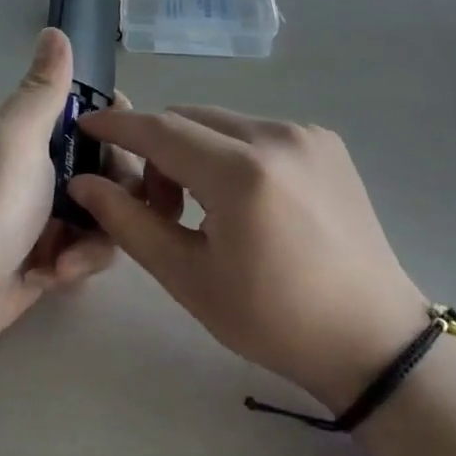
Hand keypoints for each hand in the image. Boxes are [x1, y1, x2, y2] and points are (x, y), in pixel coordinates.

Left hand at [0, 28, 157, 365]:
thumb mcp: (14, 139)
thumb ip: (43, 90)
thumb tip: (55, 31)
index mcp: (28, 129)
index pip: (89, 111)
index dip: (116, 125)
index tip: (127, 142)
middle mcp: (41, 165)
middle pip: (110, 161)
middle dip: (115, 188)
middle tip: (101, 207)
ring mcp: (49, 210)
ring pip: (110, 207)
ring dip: (97, 234)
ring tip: (68, 257)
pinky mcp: (54, 251)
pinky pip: (94, 245)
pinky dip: (80, 261)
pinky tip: (55, 274)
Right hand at [69, 107, 428, 409]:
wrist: (372, 337)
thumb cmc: (273, 319)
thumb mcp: (189, 277)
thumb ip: (129, 222)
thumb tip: (83, 182)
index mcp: (242, 174)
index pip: (160, 130)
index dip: (117, 126)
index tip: (85, 126)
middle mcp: (277, 136)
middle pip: (189, 119)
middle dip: (156, 149)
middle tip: (153, 204)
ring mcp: (307, 134)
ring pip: (222, 122)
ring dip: (193, 150)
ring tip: (201, 207)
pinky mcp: (326, 141)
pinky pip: (256, 131)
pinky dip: (230, 152)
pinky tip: (242, 200)